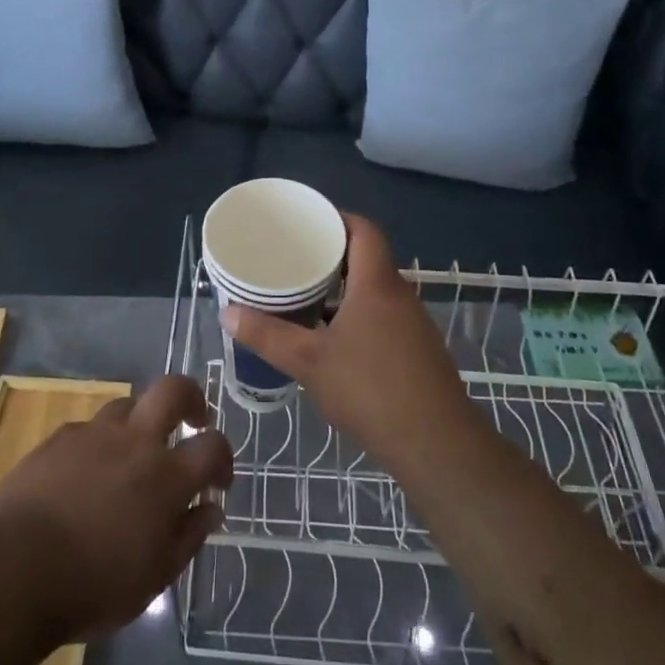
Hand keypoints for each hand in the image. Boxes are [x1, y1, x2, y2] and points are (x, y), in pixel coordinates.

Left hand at [0, 376, 230, 642]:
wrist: (12, 572)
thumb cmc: (92, 586)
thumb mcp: (153, 579)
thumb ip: (188, 537)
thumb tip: (210, 509)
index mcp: (166, 476)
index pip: (212, 446)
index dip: (223, 459)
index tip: (218, 481)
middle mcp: (135, 441)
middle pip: (173, 390)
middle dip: (191, 397)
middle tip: (193, 419)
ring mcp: (94, 433)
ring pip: (128, 405)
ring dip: (140, 422)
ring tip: (133, 454)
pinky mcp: (59, 438)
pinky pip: (89, 428)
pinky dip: (99, 444)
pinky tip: (86, 474)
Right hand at [223, 213, 475, 474]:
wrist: (437, 445)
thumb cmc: (370, 390)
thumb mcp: (309, 362)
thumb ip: (267, 335)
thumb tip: (227, 313)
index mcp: (377, 283)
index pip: (364, 230)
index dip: (338, 218)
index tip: (308, 222)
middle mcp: (400, 294)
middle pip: (368, 259)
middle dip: (332, 256)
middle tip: (295, 259)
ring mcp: (413, 324)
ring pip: (375, 291)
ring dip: (345, 290)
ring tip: (307, 295)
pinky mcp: (418, 351)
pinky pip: (384, 317)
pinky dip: (358, 316)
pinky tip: (334, 339)